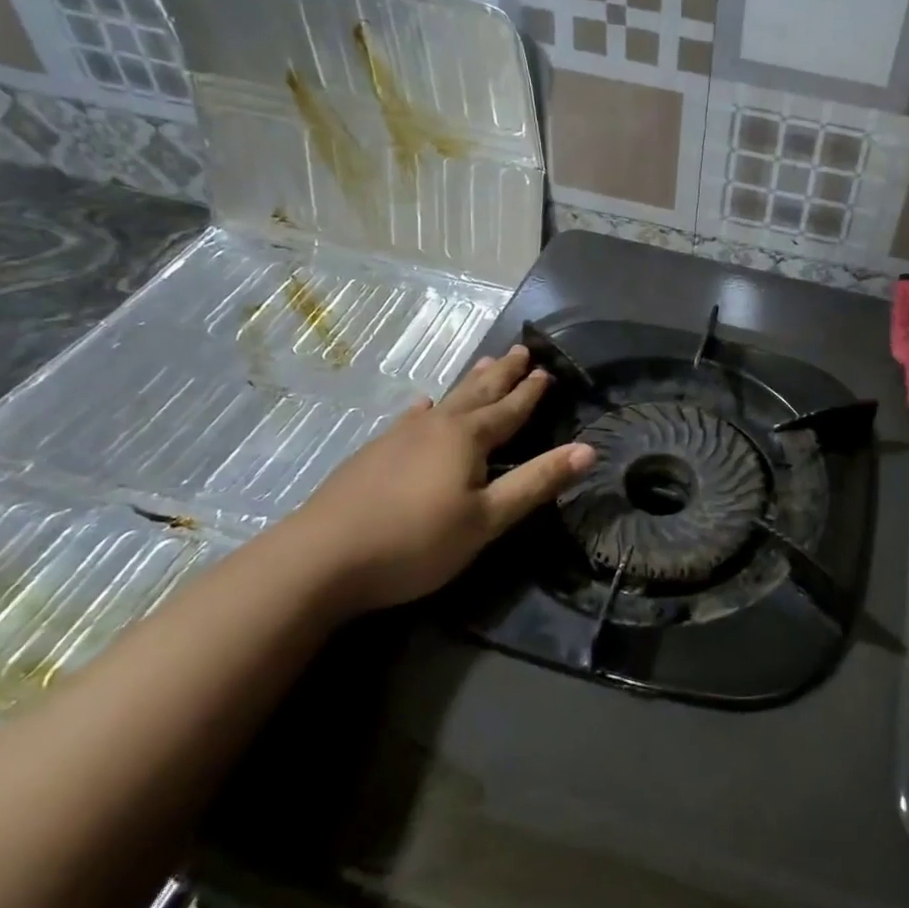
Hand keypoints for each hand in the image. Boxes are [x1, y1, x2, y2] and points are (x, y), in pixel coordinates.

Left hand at [288, 345, 593, 613]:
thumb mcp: (487, 519)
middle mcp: (437, 426)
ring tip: (485, 363)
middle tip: (521, 348)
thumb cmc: (415, 541)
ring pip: (446, 400)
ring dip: (471, 382)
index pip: (511, 409)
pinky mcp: (373, 454)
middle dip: (503, 373)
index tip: (548, 369)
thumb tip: (589, 449)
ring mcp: (400, 437)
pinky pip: (411, 418)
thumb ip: (536, 482)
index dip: (531, 391)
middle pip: (479, 392)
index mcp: (468, 438)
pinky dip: (425, 408)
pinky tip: (422, 406)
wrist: (319, 559)